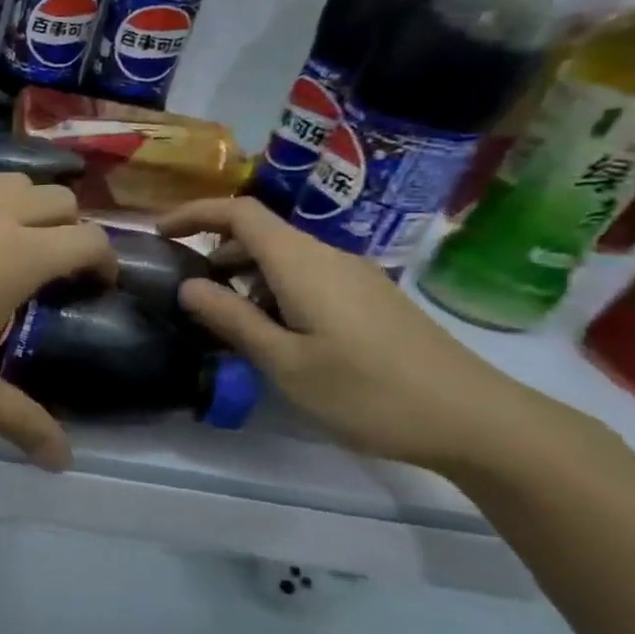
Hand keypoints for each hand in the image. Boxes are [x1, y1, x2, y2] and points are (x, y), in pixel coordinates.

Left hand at [0, 173, 115, 468]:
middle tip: (49, 264)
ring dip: (23, 206)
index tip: (95, 284)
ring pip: (11, 181)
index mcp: (20, 254)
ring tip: (1, 241)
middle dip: (68, 227)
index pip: (90, 240)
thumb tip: (63, 461)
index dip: (104, 261)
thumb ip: (18, 419)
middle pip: (59, 199)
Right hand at [159, 197, 557, 473]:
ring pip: (284, 258)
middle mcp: (328, 257)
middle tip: (184, 289)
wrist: (475, 420)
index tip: (159, 234)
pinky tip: (271, 333)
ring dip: (244, 275)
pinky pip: (307, 278)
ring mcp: (354, 277)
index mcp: (302, 263)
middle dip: (215, 251)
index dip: (195, 214)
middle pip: (261, 233)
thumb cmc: (366, 391)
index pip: (239, 213)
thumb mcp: (284, 362)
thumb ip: (231, 319)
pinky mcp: (370, 300)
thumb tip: (188, 286)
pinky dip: (272, 290)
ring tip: (221, 318)